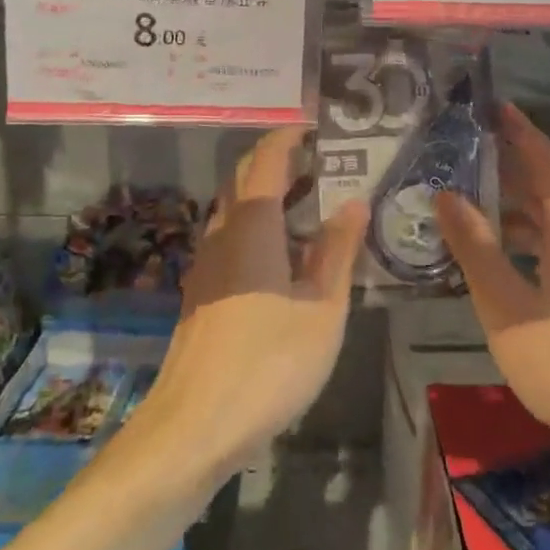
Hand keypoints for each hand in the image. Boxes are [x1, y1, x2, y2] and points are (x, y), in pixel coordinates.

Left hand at [140, 128, 368, 478]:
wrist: (195, 426)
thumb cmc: (269, 364)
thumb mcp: (322, 308)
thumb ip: (338, 251)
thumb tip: (354, 202)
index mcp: (251, 226)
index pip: (266, 160)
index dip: (288, 136)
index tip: (316, 123)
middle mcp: (222, 234)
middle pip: (244, 179)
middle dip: (278, 160)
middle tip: (323, 158)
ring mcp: (206, 265)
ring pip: (236, 210)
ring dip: (268, 194)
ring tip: (312, 199)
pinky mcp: (202, 292)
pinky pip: (232, 238)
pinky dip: (259, 225)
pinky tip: (287, 252)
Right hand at [435, 104, 549, 450]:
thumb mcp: (506, 305)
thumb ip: (475, 248)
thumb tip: (446, 196)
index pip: (544, 162)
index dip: (519, 132)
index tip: (493, 106)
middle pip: (547, 189)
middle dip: (509, 167)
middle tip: (465, 152)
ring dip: (512, 208)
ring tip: (467, 203)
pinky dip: (523, 241)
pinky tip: (495, 258)